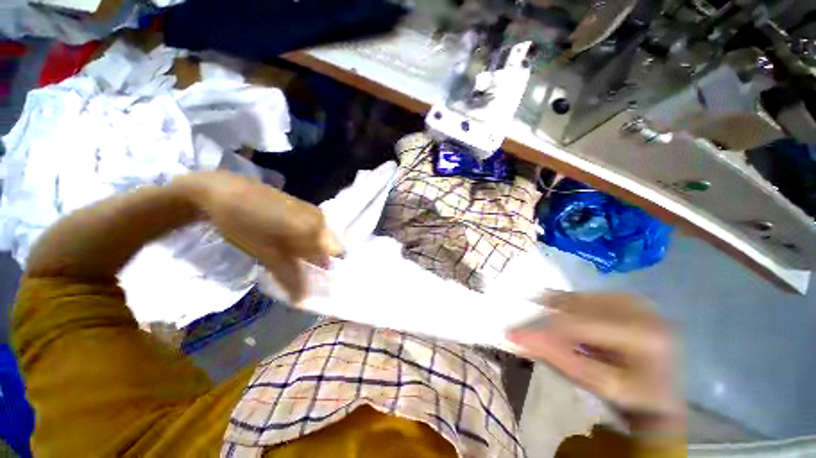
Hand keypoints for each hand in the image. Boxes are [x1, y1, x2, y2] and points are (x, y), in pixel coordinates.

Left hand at [175, 172, 343, 302]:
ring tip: (294, 257)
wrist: (224, 191)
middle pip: (332, 246)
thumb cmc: (243, 225)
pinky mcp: (306, 207)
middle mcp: (321, 219)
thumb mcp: (266, 254)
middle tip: (302, 270)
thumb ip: (289, 276)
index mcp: (315, 230)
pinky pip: (317, 228)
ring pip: (324, 238)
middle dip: (321, 261)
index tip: (315, 280)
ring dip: (314, 250)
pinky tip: (291, 242)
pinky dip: (309, 240)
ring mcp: (314, 211)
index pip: (336, 255)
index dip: (326, 270)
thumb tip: (302, 299)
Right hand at [508, 293, 684, 434]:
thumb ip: (559, 358)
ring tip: (540, 320)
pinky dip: (567, 303)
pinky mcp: (627, 297)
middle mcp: (641, 309)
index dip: (544, 329)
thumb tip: (517, 338)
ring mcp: (635, 300)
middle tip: (524, 326)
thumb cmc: (634, 396)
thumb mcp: (598, 384)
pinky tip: (558, 311)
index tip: (513, 334)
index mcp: (642, 335)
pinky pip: (586, 296)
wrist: (663, 391)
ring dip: (555, 309)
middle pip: (577, 307)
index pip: (579, 325)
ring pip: (579, 298)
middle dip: (546, 316)